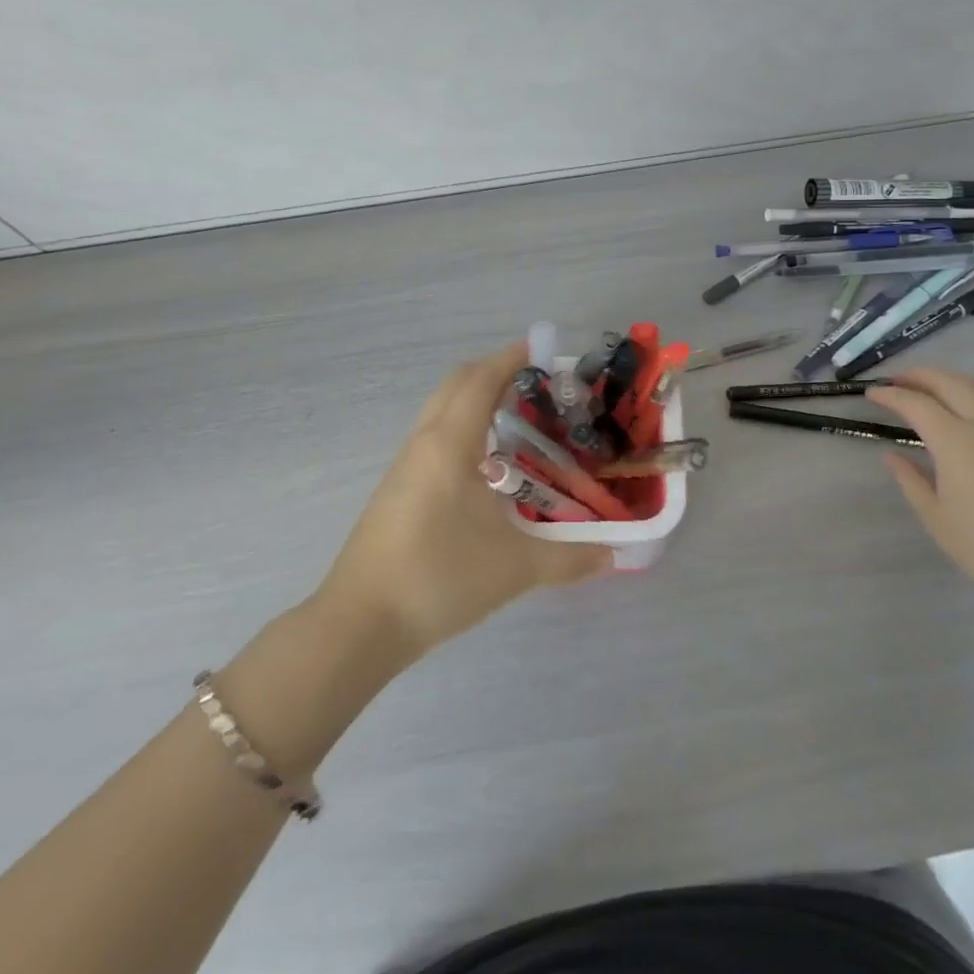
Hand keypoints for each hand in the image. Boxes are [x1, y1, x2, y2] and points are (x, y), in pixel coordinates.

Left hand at [316, 342, 611, 662]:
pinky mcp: (396, 490)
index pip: (481, 379)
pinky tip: (487, 465)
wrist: (359, 624)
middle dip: (494, 371)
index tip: (544, 348)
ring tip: (519, 419)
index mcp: (450, 444)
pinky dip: (462, 428)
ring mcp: (404, 466)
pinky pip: (433, 438)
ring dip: (475, 400)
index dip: (511, 357)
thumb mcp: (513, 569)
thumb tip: (614, 555)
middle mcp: (424, 443)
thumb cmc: (438, 579)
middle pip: (456, 384)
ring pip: (441, 410)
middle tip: (537, 383)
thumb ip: (569, 559)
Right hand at [867, 367, 973, 607]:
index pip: (916, 404)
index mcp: (954, 441)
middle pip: (950, 383)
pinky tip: (971, 406)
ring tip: (933, 385)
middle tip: (898, 379)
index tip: (872, 393)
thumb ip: (911, 479)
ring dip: (951, 379)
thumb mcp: (935, 516)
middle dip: (921, 376)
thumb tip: (893, 456)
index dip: (890, 395)